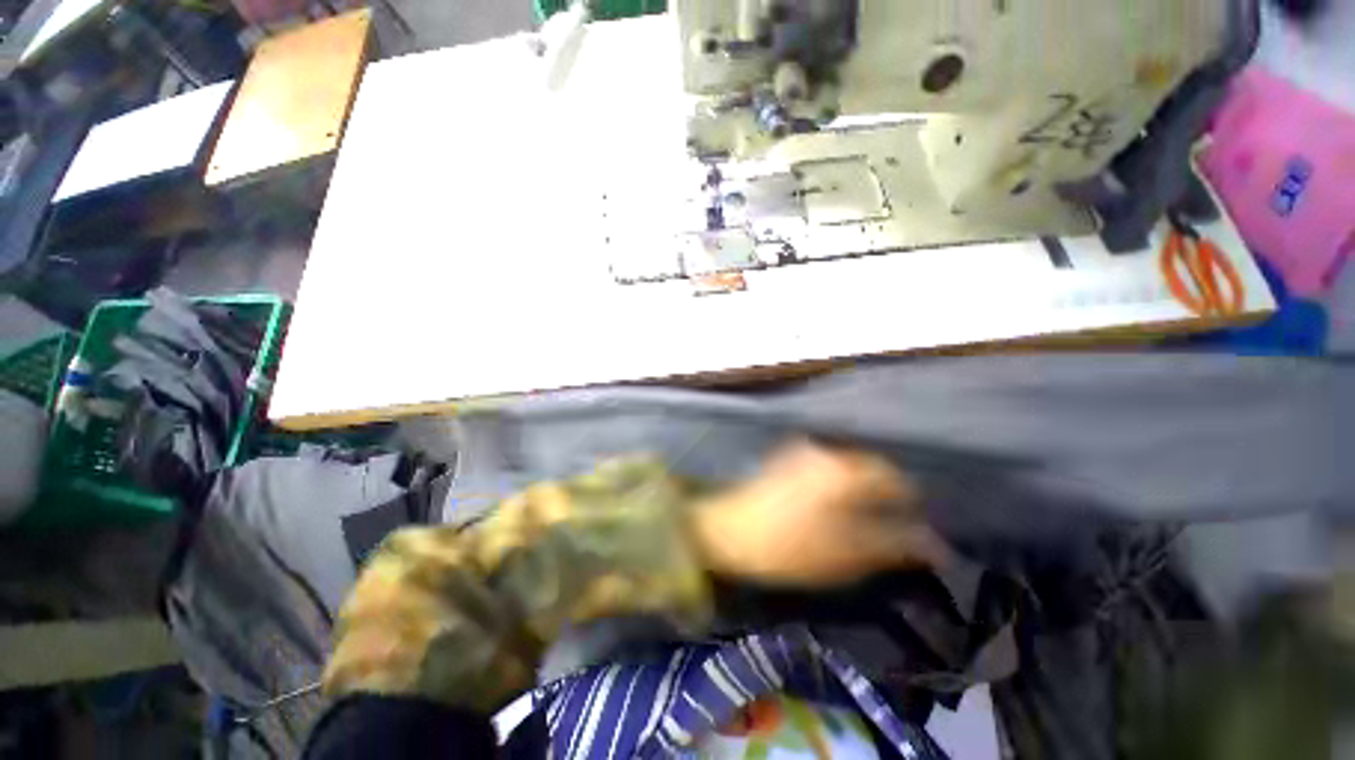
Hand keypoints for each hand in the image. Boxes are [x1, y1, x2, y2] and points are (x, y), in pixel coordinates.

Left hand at [690, 439, 947, 587]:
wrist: (728, 532)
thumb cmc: (790, 547)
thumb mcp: (847, 553)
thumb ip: (893, 545)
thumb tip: (934, 545)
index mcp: (843, 469)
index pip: (894, 478)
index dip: (911, 503)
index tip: (918, 527)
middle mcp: (825, 451)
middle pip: (870, 467)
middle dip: (886, 494)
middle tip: (895, 524)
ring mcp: (802, 452)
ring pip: (847, 466)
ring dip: (862, 488)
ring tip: (868, 517)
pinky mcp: (786, 460)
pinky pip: (827, 467)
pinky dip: (840, 484)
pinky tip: (837, 506)